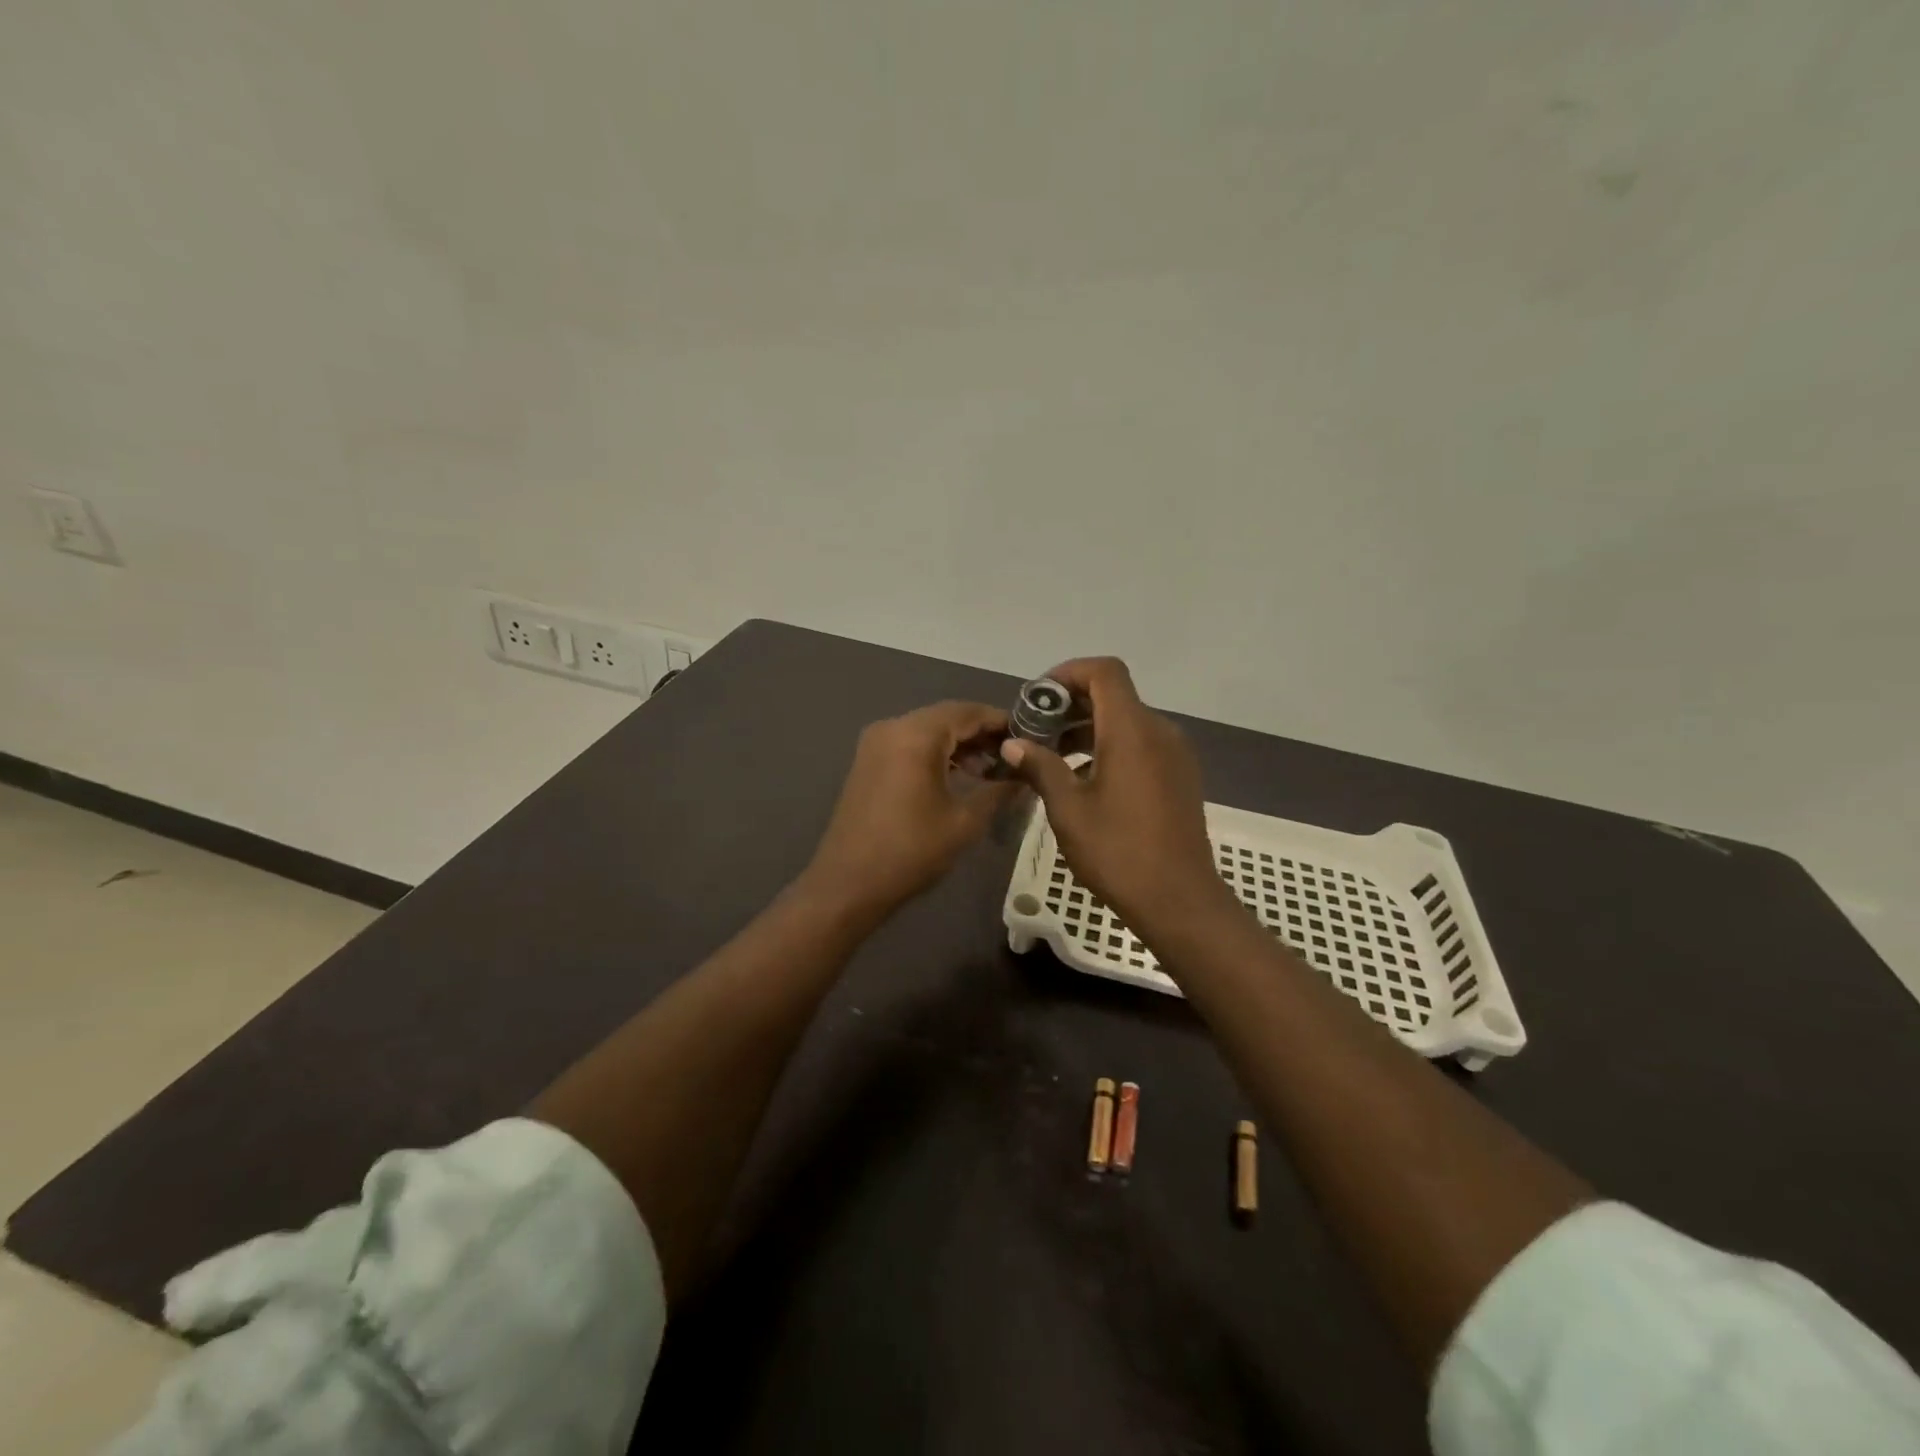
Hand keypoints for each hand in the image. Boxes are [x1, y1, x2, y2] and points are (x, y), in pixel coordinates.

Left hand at [804, 701, 1021, 917]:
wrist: (848, 884)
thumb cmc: (911, 851)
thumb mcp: (965, 822)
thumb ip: (999, 792)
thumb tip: (1025, 778)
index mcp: (917, 735)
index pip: (969, 712)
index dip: (1002, 722)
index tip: (1031, 738)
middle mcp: (893, 727)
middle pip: (947, 717)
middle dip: (982, 734)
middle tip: (1015, 757)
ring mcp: (876, 743)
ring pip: (928, 730)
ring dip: (960, 744)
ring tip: (991, 772)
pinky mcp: (868, 761)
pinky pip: (910, 744)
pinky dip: (936, 753)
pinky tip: (960, 777)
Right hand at [999, 658, 1228, 937]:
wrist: (1179, 899)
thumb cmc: (1118, 851)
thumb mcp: (1068, 809)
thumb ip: (1040, 766)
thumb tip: (1013, 744)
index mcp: (1132, 730)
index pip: (1104, 672)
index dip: (1069, 673)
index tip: (1038, 699)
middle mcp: (1159, 731)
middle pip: (1114, 695)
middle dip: (1071, 705)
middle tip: (1035, 731)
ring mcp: (1174, 754)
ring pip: (1127, 721)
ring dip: (1088, 728)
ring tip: (1052, 758)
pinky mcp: (1179, 776)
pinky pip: (1141, 744)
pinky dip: (1110, 747)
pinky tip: (1084, 779)